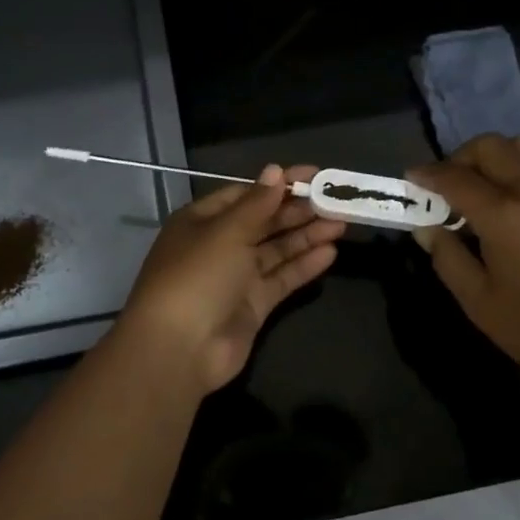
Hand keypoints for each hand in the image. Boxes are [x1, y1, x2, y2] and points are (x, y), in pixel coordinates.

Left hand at [117, 164, 344, 391]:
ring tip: (341, 223)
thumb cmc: (197, 276)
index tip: (314, 175)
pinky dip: (304, 265)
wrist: (178, 349)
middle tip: (335, 199)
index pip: (246, 194)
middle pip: (264, 221)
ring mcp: (236, 277)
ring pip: (276, 250)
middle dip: (298, 210)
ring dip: (306, 236)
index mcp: (202, 220)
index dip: (279, 184)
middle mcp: (219, 245)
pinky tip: (330, 253)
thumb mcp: (226, 231)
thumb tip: (275, 170)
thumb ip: (257, 203)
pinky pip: (281, 278)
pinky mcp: (253, 305)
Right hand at [407, 134, 519, 378]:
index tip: (411, 177)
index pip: (456, 178)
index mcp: (505, 215)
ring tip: (481, 185)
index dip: (428, 174)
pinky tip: (513, 198)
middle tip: (445, 185)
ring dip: (493, 155)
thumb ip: (448, 258)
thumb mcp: (480, 302)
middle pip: (489, 147)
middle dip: (460, 158)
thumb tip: (427, 228)